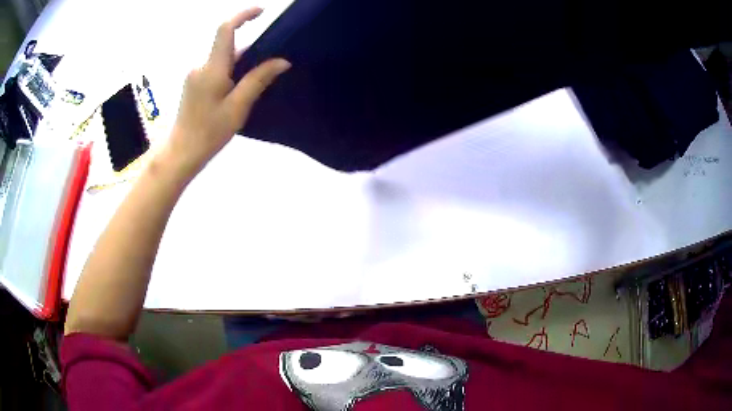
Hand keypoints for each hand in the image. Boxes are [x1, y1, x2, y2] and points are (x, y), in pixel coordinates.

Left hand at [164, 8, 290, 179]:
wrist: (181, 153)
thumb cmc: (209, 132)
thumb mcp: (238, 107)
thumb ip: (258, 80)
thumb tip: (282, 61)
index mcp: (212, 68)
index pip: (226, 29)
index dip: (243, 15)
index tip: (262, 11)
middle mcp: (201, 66)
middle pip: (228, 45)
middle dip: (250, 49)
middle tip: (270, 64)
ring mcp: (195, 75)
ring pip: (223, 59)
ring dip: (240, 64)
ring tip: (256, 83)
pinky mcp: (193, 84)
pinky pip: (216, 69)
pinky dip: (230, 72)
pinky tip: (238, 91)